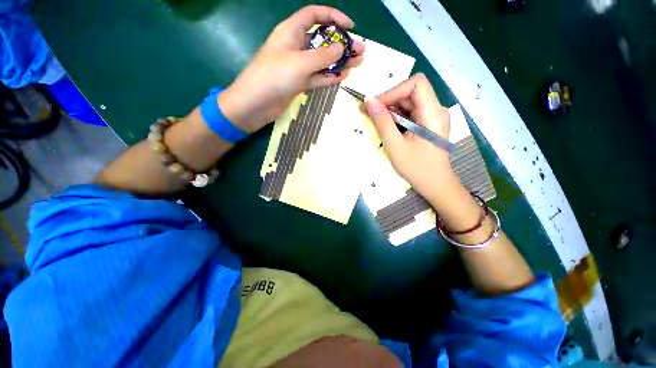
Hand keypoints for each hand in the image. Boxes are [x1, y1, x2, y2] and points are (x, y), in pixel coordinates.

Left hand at [218, 5, 364, 132]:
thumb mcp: (300, 63)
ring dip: (338, 62)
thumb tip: (341, 48)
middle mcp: (295, 46)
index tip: (350, 28)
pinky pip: (316, 77)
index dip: (333, 17)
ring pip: (321, 61)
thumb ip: (322, 56)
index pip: (315, 15)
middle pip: (322, 40)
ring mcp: (297, 67)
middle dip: (341, 44)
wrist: (255, 104)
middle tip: (360, 52)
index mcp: (291, 31)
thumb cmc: (274, 77)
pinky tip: (342, 77)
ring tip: (356, 65)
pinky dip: (328, 77)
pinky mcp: (298, 83)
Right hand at [365, 73, 456, 199]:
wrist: (434, 184)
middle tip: (367, 112)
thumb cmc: (416, 168)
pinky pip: (408, 114)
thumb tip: (369, 102)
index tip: (376, 105)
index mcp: (433, 113)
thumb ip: (382, 123)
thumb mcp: (395, 146)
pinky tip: (384, 126)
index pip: (416, 84)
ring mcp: (431, 117)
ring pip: (407, 103)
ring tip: (372, 119)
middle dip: (387, 100)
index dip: (394, 91)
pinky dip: (394, 118)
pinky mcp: (426, 124)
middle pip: (410, 92)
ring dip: (389, 110)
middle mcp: (435, 110)